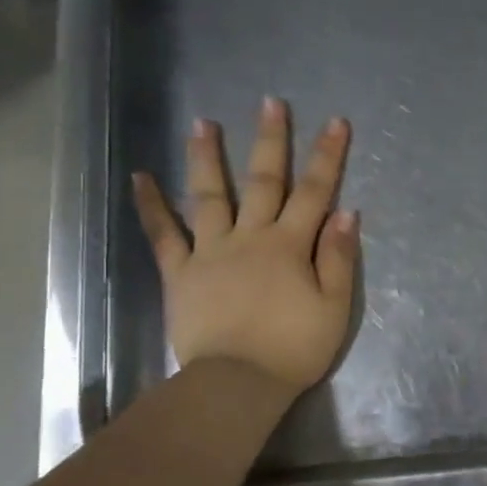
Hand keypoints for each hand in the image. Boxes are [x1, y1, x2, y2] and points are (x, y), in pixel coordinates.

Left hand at [132, 98, 359, 400]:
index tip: (336, 122)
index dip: (328, 156)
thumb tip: (346, 212)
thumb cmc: (293, 348)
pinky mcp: (181, 273)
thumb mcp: (334, 307)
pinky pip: (164, 235)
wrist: (237, 384)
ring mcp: (211, 252)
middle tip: (270, 102)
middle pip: (264, 181)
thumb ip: (339, 258)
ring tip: (202, 123)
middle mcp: (250, 237)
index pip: (316, 192)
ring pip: (210, 197)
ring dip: (207, 158)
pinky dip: (151, 206)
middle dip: (271, 140)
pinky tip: (140, 178)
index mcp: (290, 246)